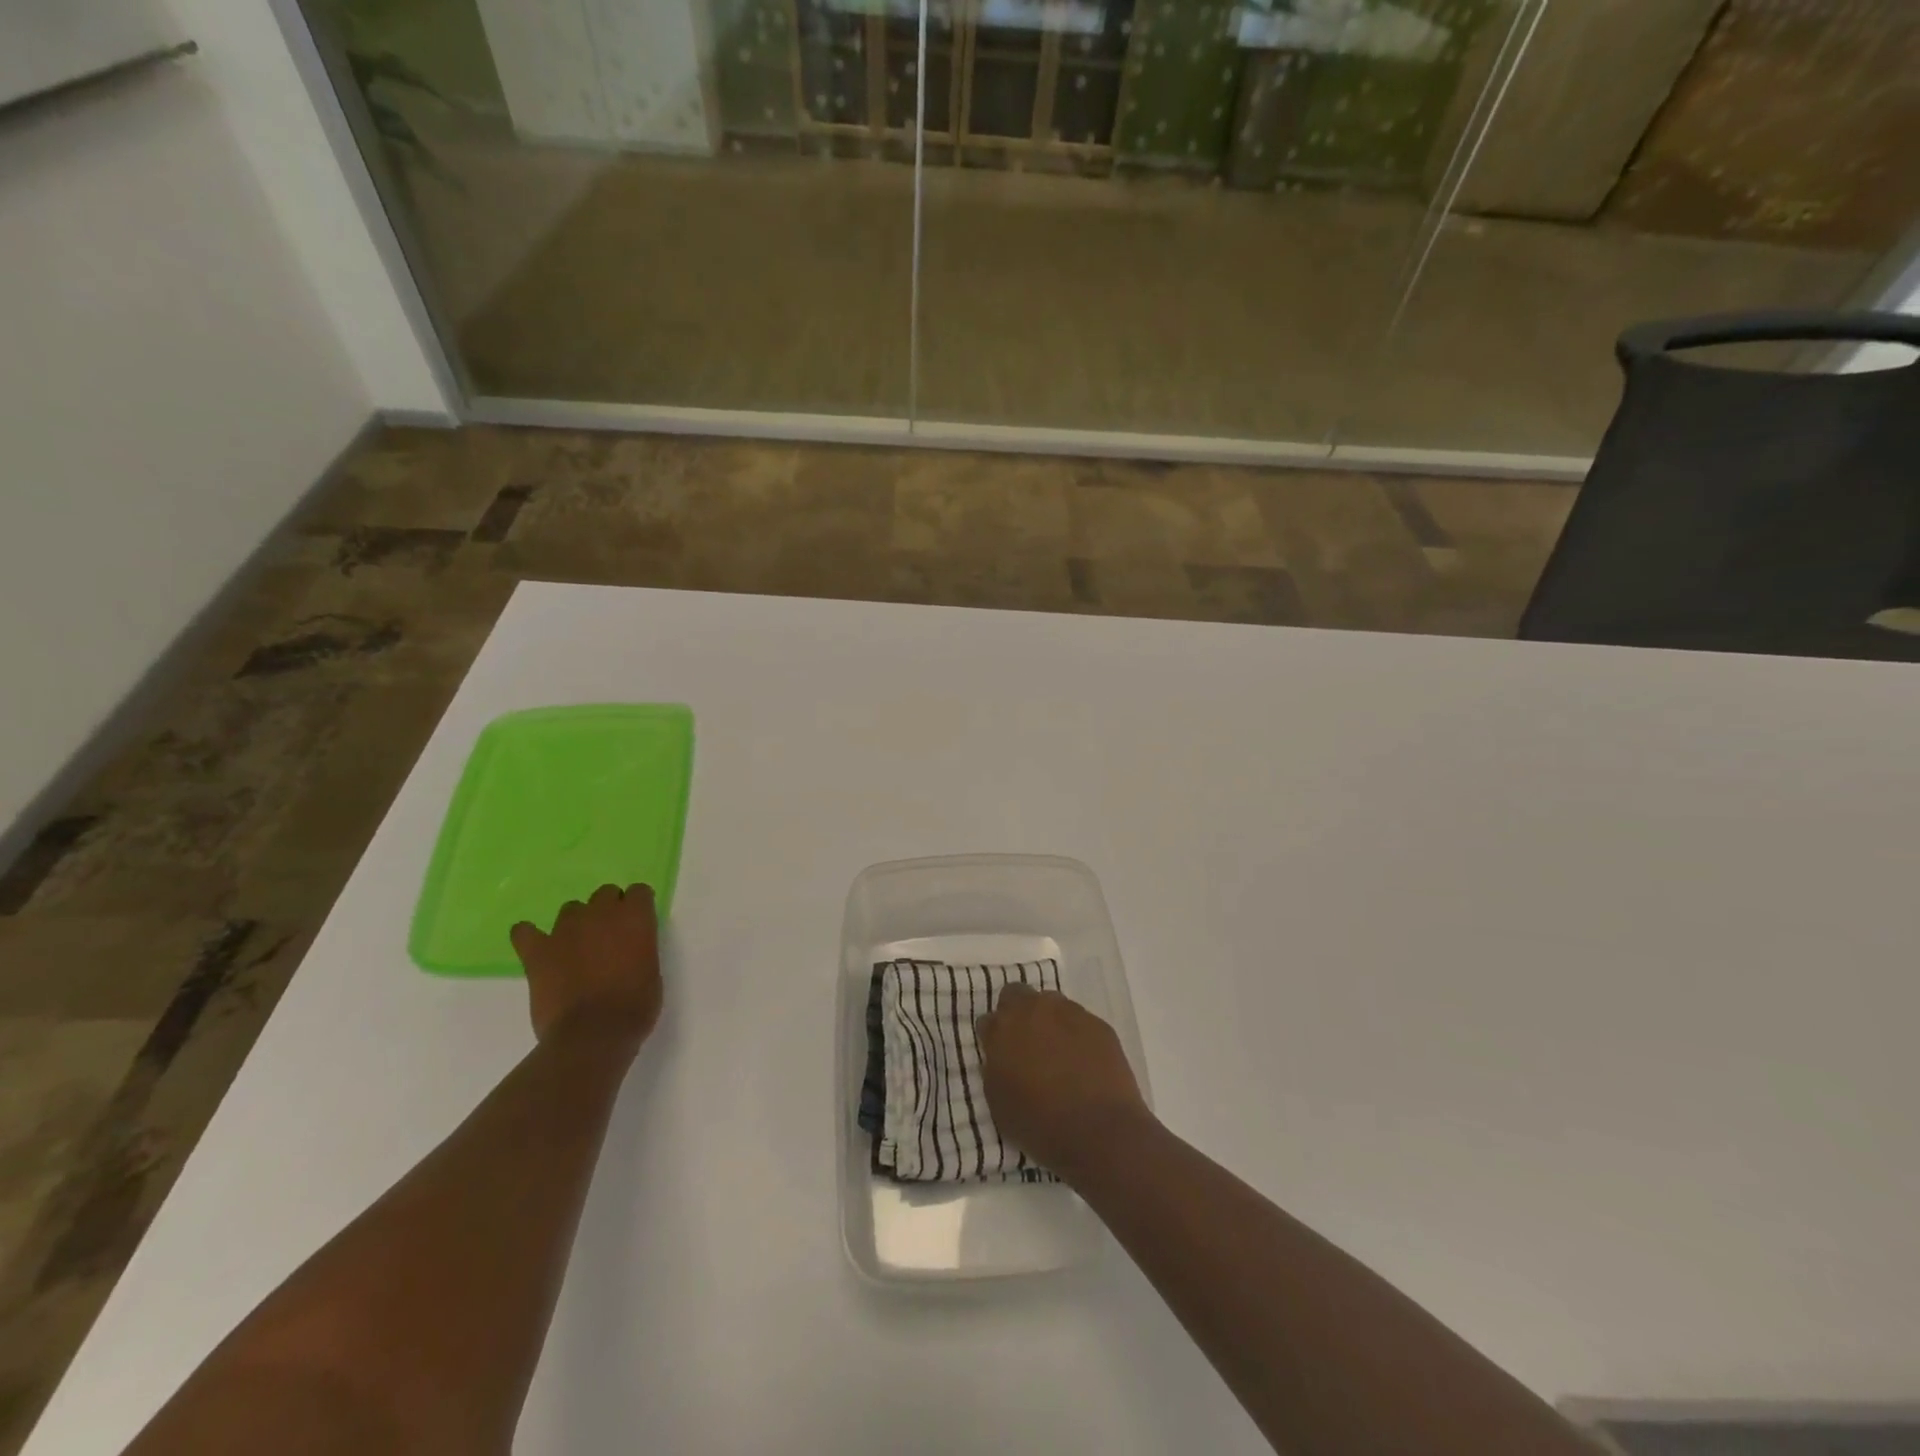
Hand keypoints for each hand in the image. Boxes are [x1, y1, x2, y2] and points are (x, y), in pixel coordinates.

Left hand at [510, 884, 662, 1049]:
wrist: (594, 1034)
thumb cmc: (635, 1006)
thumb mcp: (652, 970)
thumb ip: (639, 948)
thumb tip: (626, 949)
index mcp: (635, 917)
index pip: (638, 892)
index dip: (637, 908)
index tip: (637, 926)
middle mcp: (601, 913)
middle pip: (604, 893)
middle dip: (607, 910)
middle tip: (608, 939)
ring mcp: (565, 930)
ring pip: (570, 910)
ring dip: (576, 924)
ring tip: (576, 949)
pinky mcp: (537, 952)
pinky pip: (524, 932)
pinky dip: (529, 936)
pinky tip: (536, 947)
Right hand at [976, 983, 1150, 1177]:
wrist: (1098, 1131)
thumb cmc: (1039, 1124)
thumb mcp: (999, 1103)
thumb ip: (996, 1069)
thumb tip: (1003, 1057)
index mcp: (1002, 1029)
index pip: (989, 1020)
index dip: (994, 1038)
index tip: (1001, 1055)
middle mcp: (1033, 1009)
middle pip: (1018, 996)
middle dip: (1018, 1014)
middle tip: (1027, 1045)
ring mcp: (1069, 1012)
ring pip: (1052, 1004)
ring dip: (1050, 1021)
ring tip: (1059, 1054)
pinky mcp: (1098, 1023)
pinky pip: (1080, 1022)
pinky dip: (1078, 1036)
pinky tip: (1084, 1063)